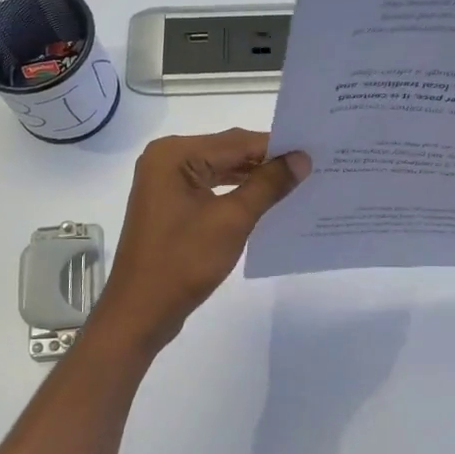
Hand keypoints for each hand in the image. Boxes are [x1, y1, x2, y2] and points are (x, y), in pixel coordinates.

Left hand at [91, 130, 309, 353]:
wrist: (140, 312)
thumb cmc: (183, 262)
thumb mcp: (232, 220)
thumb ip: (268, 185)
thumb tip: (302, 159)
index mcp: (174, 154)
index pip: (236, 141)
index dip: (276, 147)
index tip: (314, 152)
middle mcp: (166, 160)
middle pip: (227, 152)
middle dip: (266, 161)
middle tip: (311, 166)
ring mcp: (166, 184)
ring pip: (220, 170)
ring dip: (253, 177)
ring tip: (295, 183)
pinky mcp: (170, 206)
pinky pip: (211, 188)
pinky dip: (237, 193)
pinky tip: (265, 202)